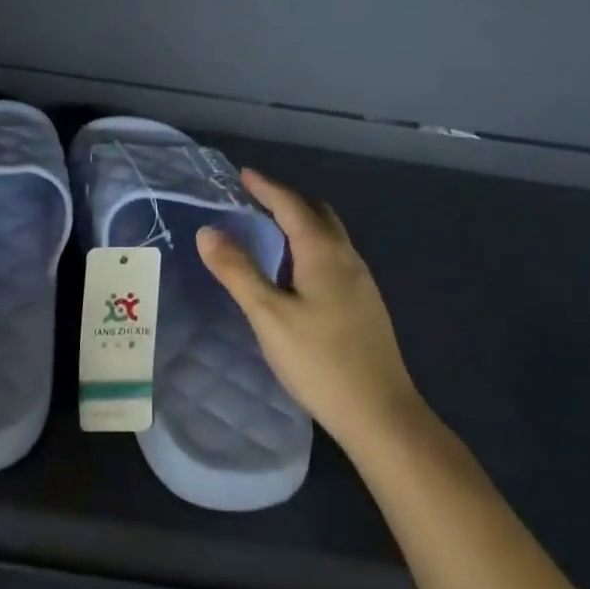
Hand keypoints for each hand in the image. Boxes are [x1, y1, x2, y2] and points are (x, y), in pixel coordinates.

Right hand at [197, 169, 425, 451]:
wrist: (381, 414)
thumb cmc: (320, 361)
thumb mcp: (268, 315)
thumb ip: (238, 271)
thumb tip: (208, 231)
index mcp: (324, 253)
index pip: (291, 206)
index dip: (266, 188)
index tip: (244, 174)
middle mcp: (347, 258)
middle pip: (318, 214)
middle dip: (287, 201)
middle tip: (256, 200)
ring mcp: (362, 282)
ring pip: (330, 237)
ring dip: (301, 224)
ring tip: (270, 231)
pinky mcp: (366, 305)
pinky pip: (334, 258)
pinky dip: (311, 247)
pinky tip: (296, 273)